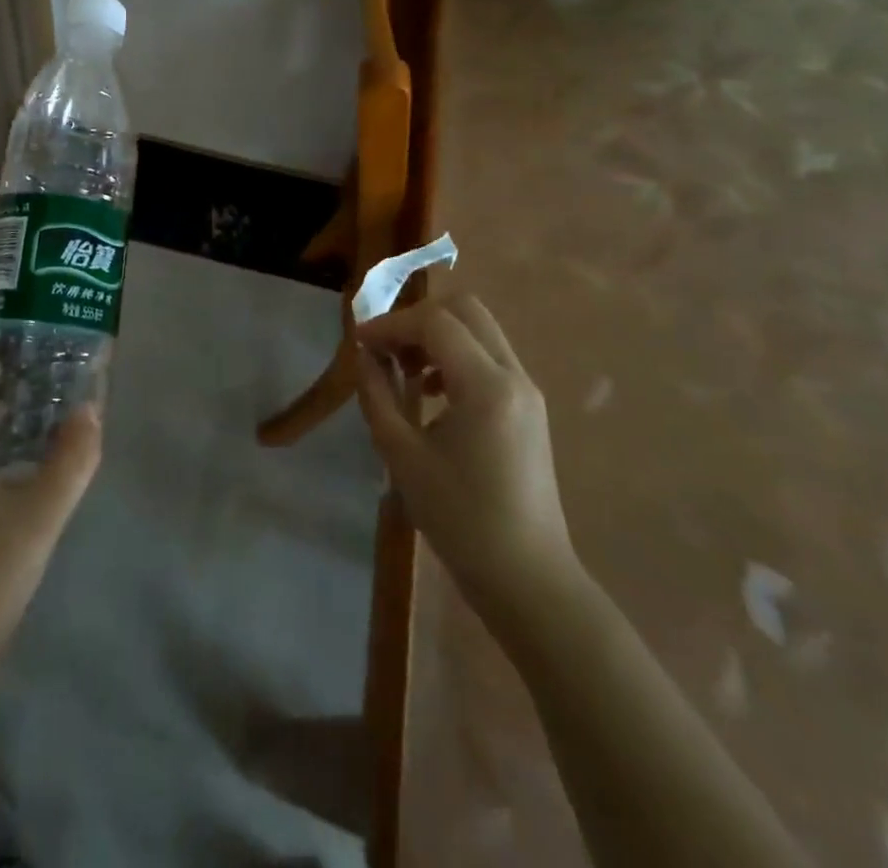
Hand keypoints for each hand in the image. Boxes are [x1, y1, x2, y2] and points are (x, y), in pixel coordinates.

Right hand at [355, 295, 579, 622]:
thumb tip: (364, 356)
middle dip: (418, 318)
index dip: (391, 324)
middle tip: (385, 347)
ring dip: (438, 335)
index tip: (358, 342)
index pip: (435, 323)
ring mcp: (527, 390)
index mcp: (485, 386)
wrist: (527, 578)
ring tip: (403, 370)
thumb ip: (378, 395)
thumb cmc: (460, 520)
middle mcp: (514, 376)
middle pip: (465, 309)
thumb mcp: (403, 456)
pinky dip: (456, 355)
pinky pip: (489, 356)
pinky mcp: (529, 407)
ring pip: (479, 330)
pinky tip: (430, 392)